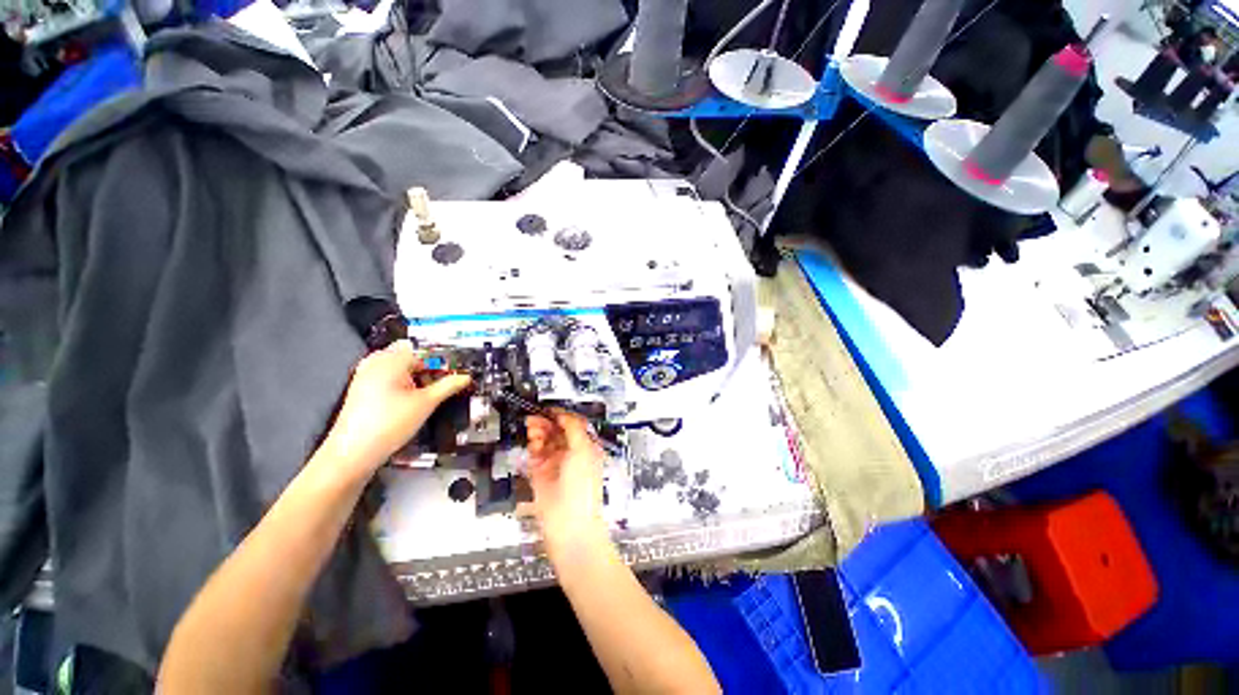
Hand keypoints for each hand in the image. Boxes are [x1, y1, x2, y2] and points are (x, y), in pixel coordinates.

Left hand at [322, 340, 470, 481]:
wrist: (353, 453)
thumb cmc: (389, 424)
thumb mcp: (426, 404)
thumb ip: (448, 386)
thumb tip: (465, 377)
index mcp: (390, 361)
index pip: (421, 348)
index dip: (440, 357)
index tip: (454, 369)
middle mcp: (375, 363)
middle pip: (407, 353)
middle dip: (427, 365)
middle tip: (443, 379)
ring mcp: (365, 376)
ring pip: (396, 365)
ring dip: (414, 373)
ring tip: (428, 390)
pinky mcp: (361, 390)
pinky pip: (385, 376)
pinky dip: (400, 381)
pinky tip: (410, 398)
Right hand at [522, 413, 607, 558]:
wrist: (569, 523)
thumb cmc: (583, 488)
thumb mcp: (583, 450)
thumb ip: (573, 428)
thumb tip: (563, 415)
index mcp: (587, 447)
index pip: (574, 425)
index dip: (562, 416)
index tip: (550, 409)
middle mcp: (571, 454)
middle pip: (557, 431)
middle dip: (547, 422)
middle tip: (536, 417)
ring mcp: (555, 464)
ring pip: (545, 441)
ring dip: (539, 432)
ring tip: (532, 428)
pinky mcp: (541, 475)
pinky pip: (535, 455)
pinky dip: (533, 446)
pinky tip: (532, 442)